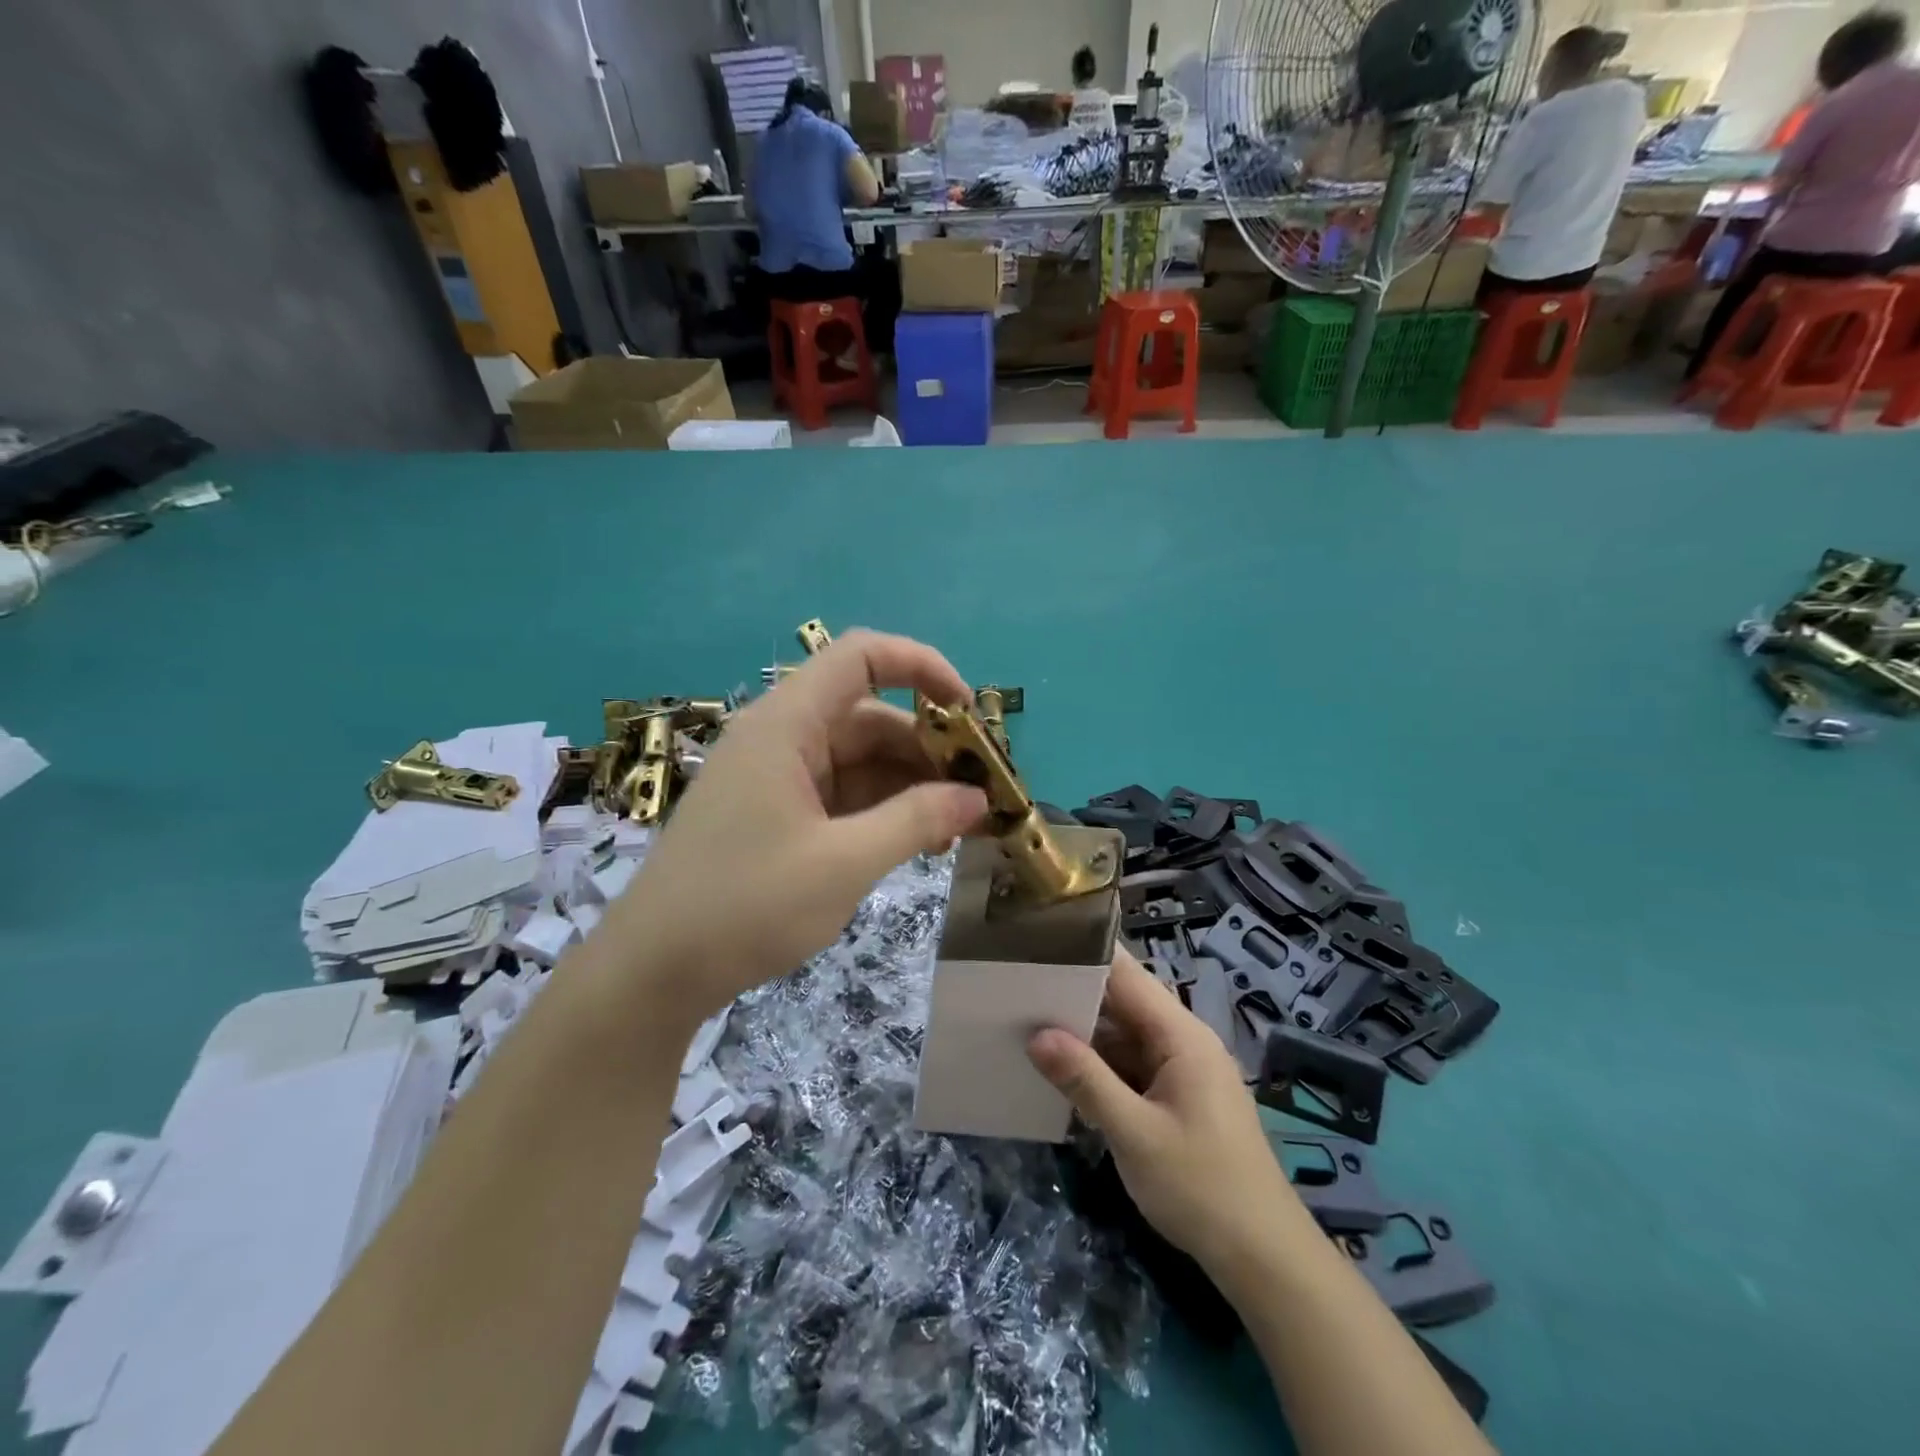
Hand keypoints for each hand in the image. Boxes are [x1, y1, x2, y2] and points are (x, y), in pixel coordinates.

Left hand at [605, 630, 987, 1016]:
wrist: (654, 973)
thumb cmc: (745, 906)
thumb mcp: (844, 863)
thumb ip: (916, 821)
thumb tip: (978, 798)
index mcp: (787, 725)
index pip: (861, 657)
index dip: (921, 666)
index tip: (969, 713)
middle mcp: (783, 738)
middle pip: (871, 716)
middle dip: (929, 749)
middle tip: (979, 795)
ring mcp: (778, 778)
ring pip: (861, 760)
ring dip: (911, 787)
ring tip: (958, 830)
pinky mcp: (778, 814)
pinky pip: (843, 794)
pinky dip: (883, 811)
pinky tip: (917, 843)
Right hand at [1028, 949, 1307, 1275]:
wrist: (1266, 1260)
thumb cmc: (1202, 1189)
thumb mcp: (1135, 1135)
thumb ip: (1085, 1080)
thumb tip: (1036, 1034)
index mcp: (1181, 1035)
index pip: (1126, 975)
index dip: (1083, 956)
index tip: (1035, 945)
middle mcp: (1183, 1042)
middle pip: (1123, 1003)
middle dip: (1073, 997)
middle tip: (1014, 988)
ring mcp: (1181, 1071)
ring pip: (1123, 1037)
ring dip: (1083, 1035)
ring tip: (1025, 1023)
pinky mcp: (1177, 1098)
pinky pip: (1131, 1067)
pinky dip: (1099, 1067)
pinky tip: (1061, 1072)